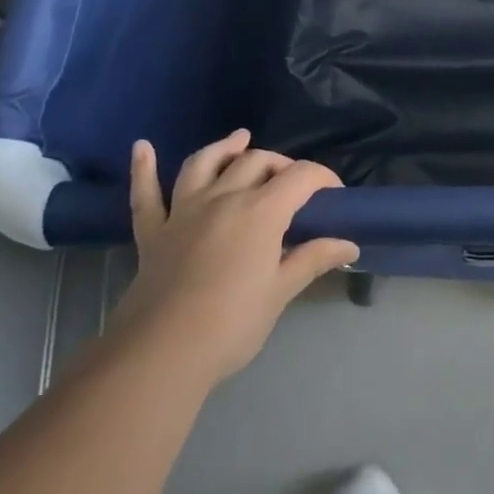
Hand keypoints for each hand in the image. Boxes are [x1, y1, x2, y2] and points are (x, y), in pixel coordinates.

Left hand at [112, 130, 356, 384]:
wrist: (161, 354)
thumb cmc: (231, 324)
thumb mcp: (281, 292)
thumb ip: (313, 259)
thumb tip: (350, 246)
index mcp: (261, 211)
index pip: (301, 176)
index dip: (323, 178)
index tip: (335, 195)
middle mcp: (223, 197)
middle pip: (256, 162)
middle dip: (281, 165)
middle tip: (295, 186)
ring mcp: (183, 211)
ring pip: (204, 164)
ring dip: (224, 148)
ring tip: (240, 140)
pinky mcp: (153, 232)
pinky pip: (146, 194)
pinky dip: (143, 169)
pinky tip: (142, 148)